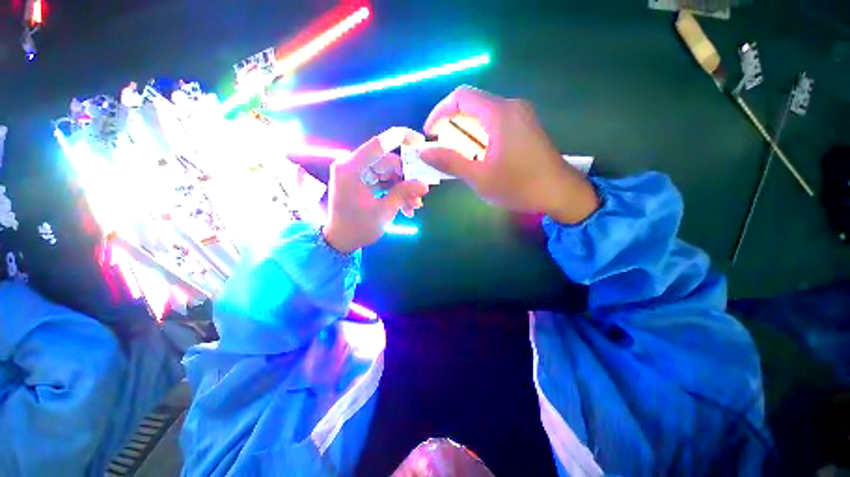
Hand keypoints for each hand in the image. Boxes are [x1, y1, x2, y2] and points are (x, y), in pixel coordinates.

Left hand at [323, 130, 428, 253]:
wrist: (341, 242)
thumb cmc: (358, 228)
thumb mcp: (384, 212)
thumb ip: (403, 194)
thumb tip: (425, 185)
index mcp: (351, 168)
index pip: (378, 144)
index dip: (401, 138)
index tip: (420, 141)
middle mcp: (352, 166)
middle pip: (386, 161)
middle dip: (406, 177)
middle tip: (421, 192)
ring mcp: (356, 174)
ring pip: (387, 172)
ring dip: (403, 187)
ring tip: (414, 205)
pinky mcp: (361, 182)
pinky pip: (382, 181)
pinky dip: (394, 191)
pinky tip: (406, 206)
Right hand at [420, 86, 598, 223]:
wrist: (560, 194)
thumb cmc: (519, 186)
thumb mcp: (480, 177)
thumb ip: (450, 162)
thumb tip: (425, 152)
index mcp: (500, 114)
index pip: (461, 97)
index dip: (439, 112)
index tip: (429, 133)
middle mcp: (511, 107)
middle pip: (472, 104)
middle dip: (451, 124)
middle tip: (441, 147)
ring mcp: (521, 116)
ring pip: (483, 114)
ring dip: (465, 131)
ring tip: (456, 155)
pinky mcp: (526, 127)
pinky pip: (495, 123)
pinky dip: (479, 135)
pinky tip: (477, 155)